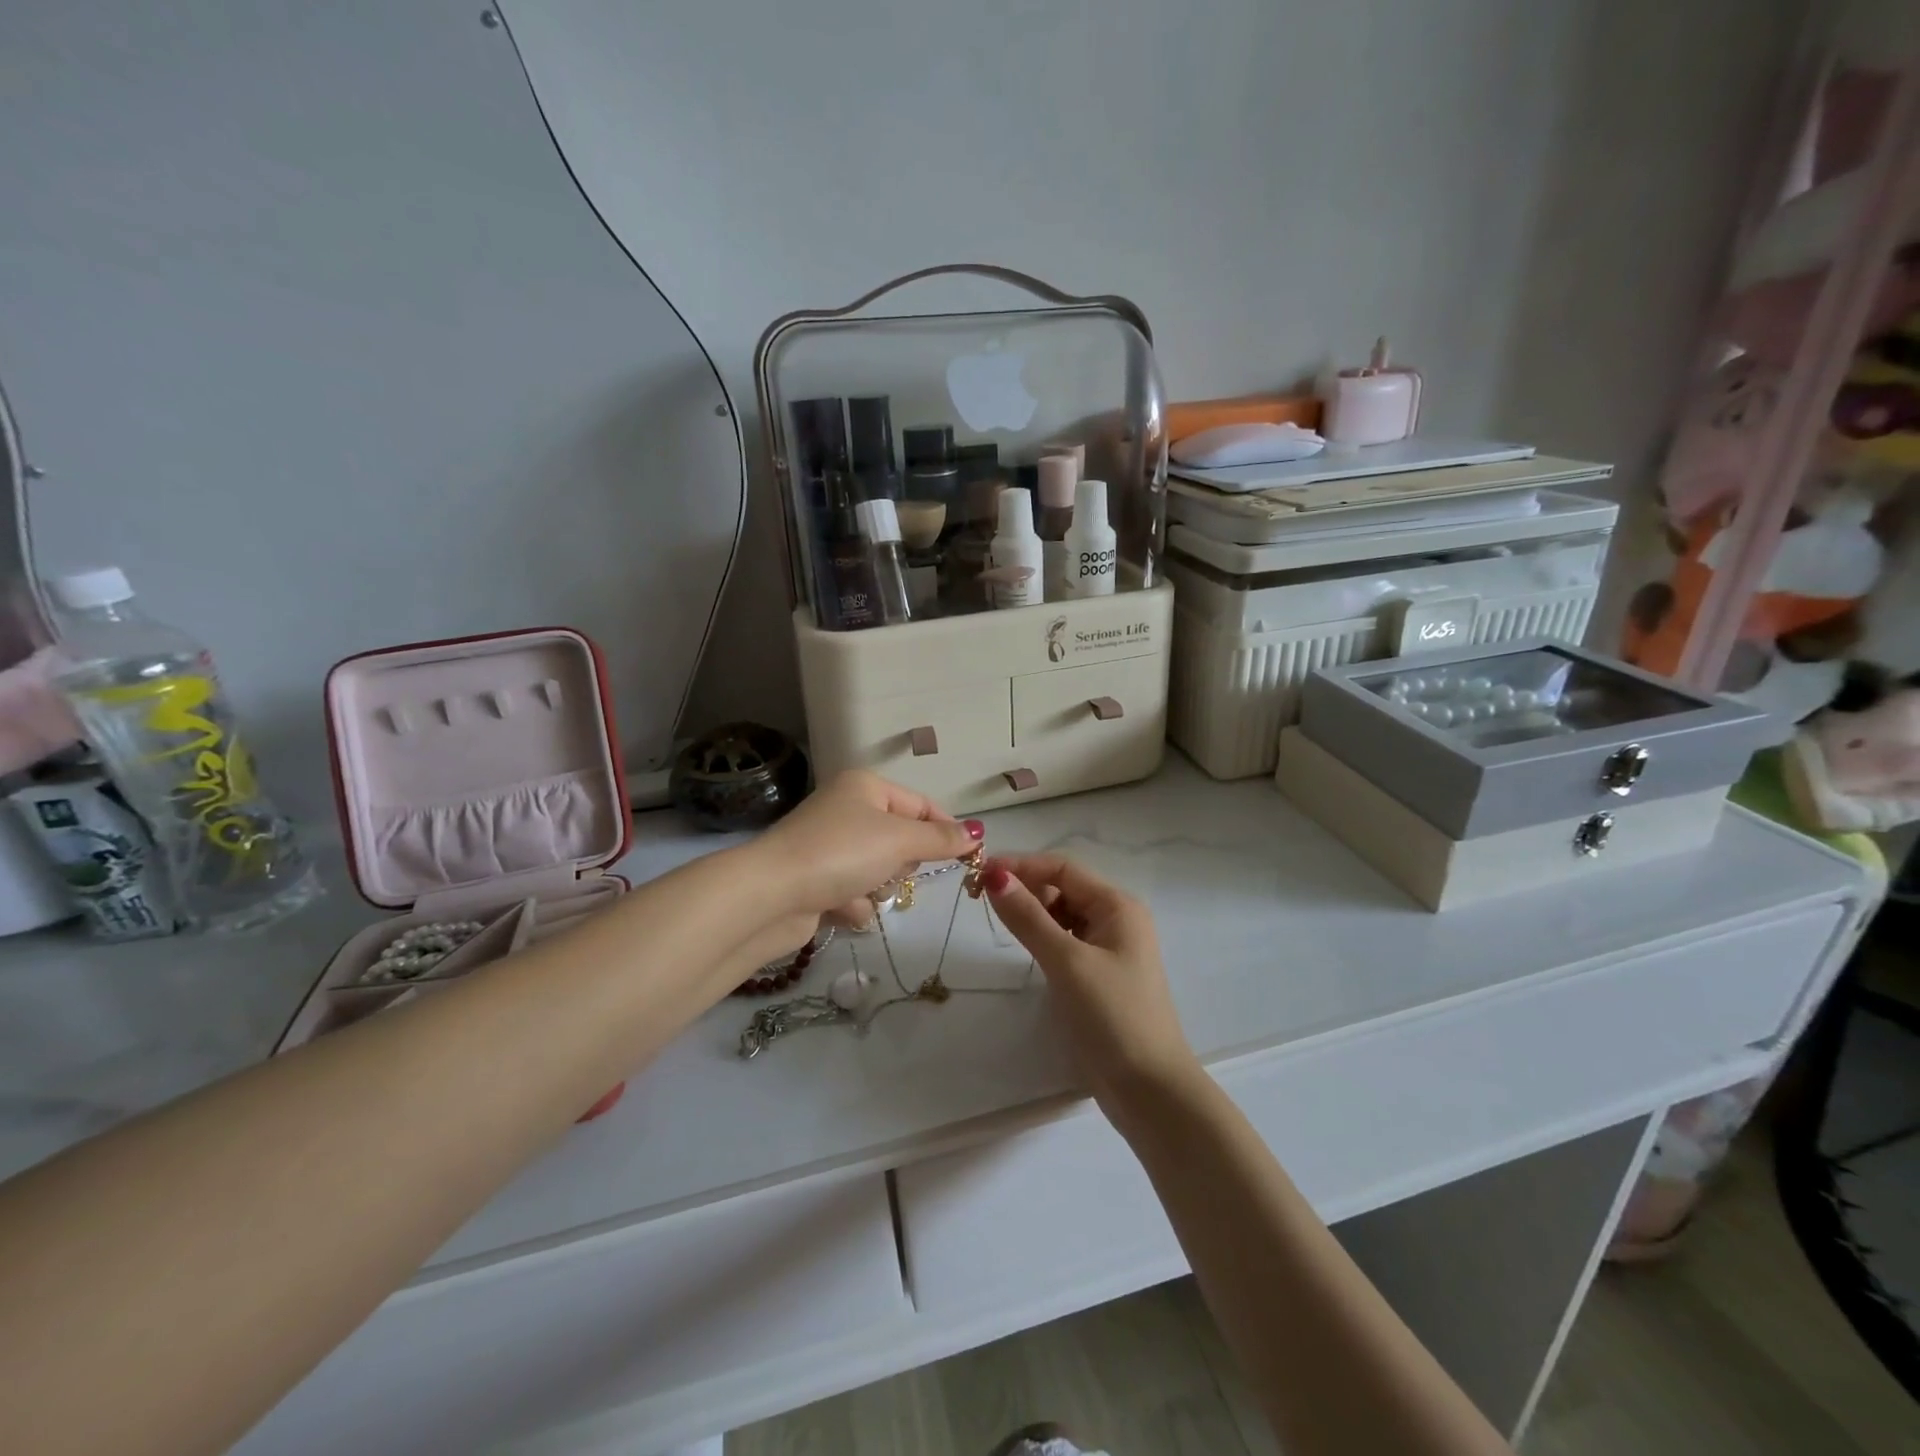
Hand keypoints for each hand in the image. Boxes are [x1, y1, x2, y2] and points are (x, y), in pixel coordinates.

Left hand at [750, 771, 978, 931]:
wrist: (771, 895)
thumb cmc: (841, 853)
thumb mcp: (899, 840)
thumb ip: (941, 839)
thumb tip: (978, 833)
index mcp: (865, 787)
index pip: (922, 804)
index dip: (945, 830)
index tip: (969, 857)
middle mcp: (846, 810)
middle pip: (901, 839)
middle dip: (902, 862)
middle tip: (893, 869)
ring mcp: (828, 846)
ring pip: (880, 870)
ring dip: (877, 887)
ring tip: (859, 891)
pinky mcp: (816, 880)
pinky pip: (854, 893)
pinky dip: (852, 904)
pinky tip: (838, 907)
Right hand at [981, 853, 1201, 1121]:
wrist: (1150, 1091)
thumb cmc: (1112, 1016)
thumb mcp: (1066, 962)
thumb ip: (1029, 917)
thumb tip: (995, 876)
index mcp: (1117, 906)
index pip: (1063, 868)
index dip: (1021, 865)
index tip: (980, 873)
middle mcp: (1116, 919)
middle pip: (1063, 887)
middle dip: (1024, 887)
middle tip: (979, 899)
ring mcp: (1109, 948)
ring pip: (1062, 915)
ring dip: (1031, 912)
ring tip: (996, 919)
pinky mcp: (1099, 975)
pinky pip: (1065, 941)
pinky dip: (1042, 936)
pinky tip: (1023, 947)